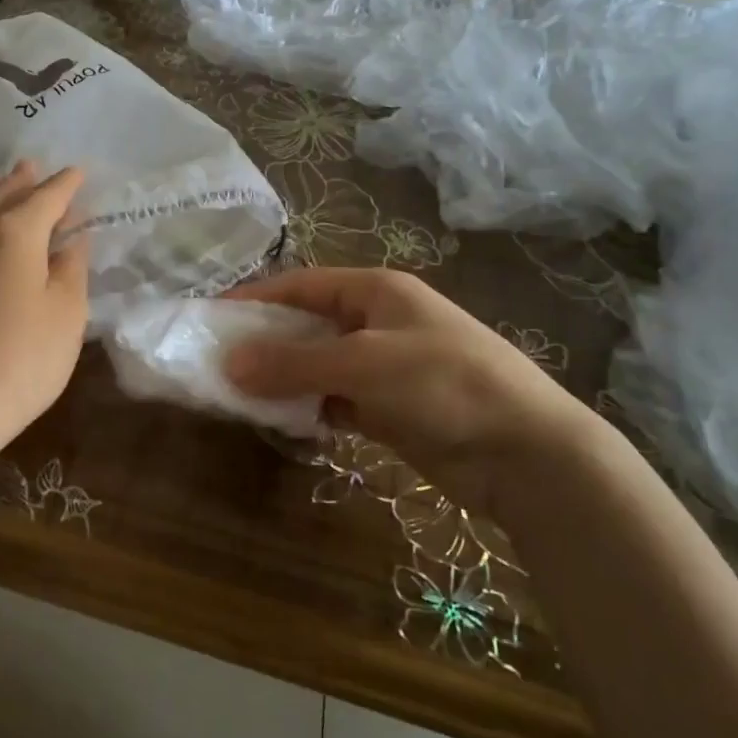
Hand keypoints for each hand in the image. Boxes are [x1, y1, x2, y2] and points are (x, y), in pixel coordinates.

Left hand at [0, 163, 89, 444]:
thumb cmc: (24, 357)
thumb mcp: (67, 312)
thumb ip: (72, 268)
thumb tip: (71, 239)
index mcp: (17, 231)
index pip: (48, 196)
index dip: (67, 184)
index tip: (81, 172)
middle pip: (4, 193)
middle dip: (24, 180)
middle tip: (38, 168)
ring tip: (2, 183)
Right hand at [223, 268, 599, 510]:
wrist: (527, 454)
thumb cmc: (444, 384)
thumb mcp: (364, 364)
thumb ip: (294, 363)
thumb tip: (228, 362)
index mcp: (376, 291)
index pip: (302, 284)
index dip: (256, 297)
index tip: (210, 315)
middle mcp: (378, 322)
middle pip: (307, 324)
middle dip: (264, 342)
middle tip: (215, 361)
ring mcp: (384, 367)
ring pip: (318, 366)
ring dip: (283, 379)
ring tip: (236, 394)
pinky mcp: (389, 409)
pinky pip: (335, 400)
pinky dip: (308, 408)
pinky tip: (280, 420)